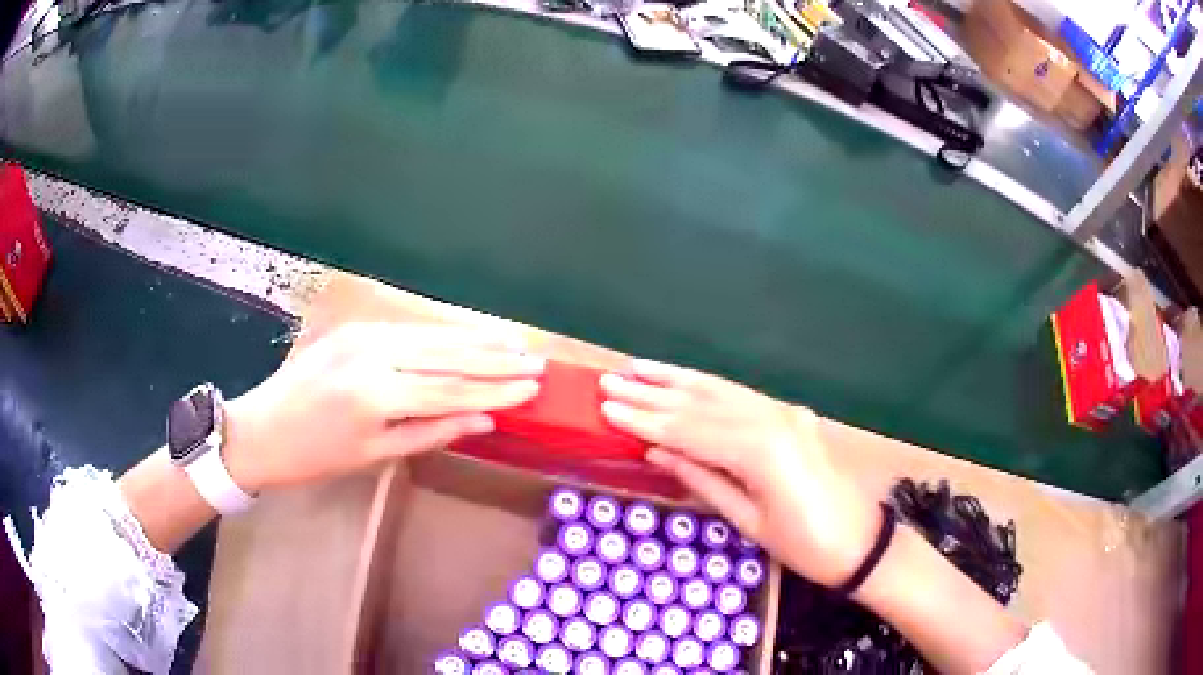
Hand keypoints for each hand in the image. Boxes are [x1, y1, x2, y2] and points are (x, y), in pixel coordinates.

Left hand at [221, 322, 544, 492]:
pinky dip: (443, 334)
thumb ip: (432, 432)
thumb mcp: (376, 455)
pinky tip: (466, 335)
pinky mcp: (356, 328)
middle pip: (448, 356)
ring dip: (475, 339)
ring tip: (513, 342)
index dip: (497, 389)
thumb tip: (484, 421)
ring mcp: (364, 334)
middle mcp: (374, 354)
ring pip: (432, 335)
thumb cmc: (316, 456)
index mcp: (378, 395)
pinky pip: (409, 330)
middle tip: (535, 359)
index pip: (452, 389)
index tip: (532, 387)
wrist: (261, 429)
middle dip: (496, 359)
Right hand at [600, 359, 879, 587]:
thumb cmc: (804, 544)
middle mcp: (771, 419)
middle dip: (653, 392)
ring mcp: (784, 412)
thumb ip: (703, 479)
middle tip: (610, 380)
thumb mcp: (748, 521)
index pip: (691, 429)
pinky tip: (686, 381)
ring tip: (639, 367)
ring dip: (678, 379)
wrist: (860, 541)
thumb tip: (656, 451)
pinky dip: (709, 387)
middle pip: (703, 402)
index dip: (646, 418)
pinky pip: (742, 396)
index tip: (608, 406)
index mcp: (760, 450)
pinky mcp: (790, 415)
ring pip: (722, 389)